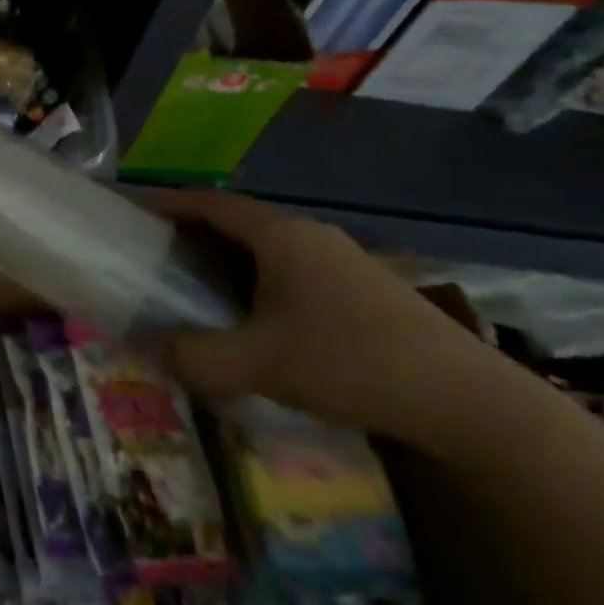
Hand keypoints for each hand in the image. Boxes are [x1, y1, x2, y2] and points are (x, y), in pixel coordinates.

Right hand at [152, 189, 503, 451]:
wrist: (469, 402)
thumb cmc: (351, 362)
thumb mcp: (261, 363)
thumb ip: (196, 356)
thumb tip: (146, 349)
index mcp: (280, 233)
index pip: (209, 202)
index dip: (168, 204)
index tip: (133, 217)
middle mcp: (309, 235)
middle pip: (237, 221)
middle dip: (194, 236)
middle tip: (158, 260)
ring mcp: (342, 260)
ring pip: (268, 248)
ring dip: (230, 261)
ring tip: (199, 290)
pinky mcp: (364, 289)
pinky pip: (294, 270)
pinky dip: (261, 281)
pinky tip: (259, 320)